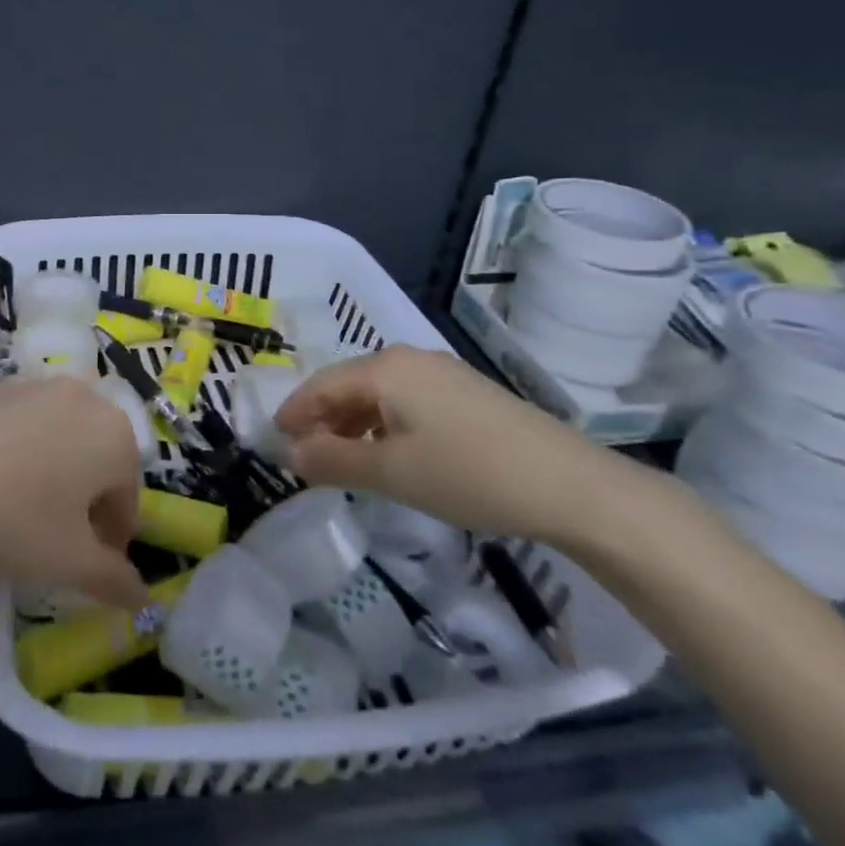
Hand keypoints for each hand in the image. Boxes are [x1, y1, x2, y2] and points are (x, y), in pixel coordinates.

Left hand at [0, 377, 148, 607]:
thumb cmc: (11, 521)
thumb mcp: (69, 563)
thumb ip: (115, 580)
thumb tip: (142, 597)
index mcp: (116, 435)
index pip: (127, 498)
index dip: (112, 541)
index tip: (90, 570)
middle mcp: (85, 398)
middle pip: (98, 461)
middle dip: (85, 504)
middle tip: (57, 544)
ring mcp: (37, 386)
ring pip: (63, 440)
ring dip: (55, 476)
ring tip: (22, 514)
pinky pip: (25, 426)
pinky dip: (22, 454)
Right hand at [273, 345, 636, 546]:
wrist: (572, 486)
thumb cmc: (468, 474)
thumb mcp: (391, 473)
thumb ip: (333, 459)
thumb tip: (291, 452)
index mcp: (385, 368)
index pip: (321, 384)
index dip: (294, 412)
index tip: (273, 440)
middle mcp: (410, 359)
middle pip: (348, 384)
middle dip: (323, 419)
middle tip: (304, 455)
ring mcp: (442, 374)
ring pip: (379, 394)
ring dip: (353, 424)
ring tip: (341, 459)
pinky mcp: (466, 394)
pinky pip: (407, 402)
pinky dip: (384, 425)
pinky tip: (389, 454)